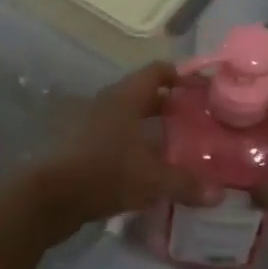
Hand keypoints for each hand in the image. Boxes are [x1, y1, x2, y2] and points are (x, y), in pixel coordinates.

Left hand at [23, 64, 217, 238]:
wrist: (49, 197)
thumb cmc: (105, 172)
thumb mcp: (152, 180)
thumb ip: (186, 184)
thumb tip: (218, 195)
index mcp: (126, 96)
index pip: (157, 71)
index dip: (181, 75)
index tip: (202, 89)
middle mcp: (109, 102)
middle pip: (145, 94)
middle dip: (170, 105)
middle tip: (197, 120)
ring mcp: (92, 123)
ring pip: (129, 117)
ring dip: (151, 127)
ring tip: (178, 145)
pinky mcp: (82, 146)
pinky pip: (116, 136)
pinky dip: (134, 145)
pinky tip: (149, 166)